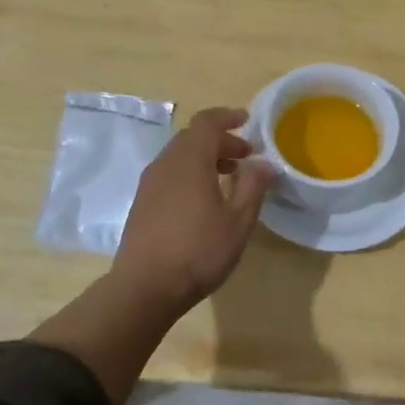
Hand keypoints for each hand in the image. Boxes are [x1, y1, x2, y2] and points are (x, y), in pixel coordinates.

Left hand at [112, 107, 275, 311]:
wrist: (145, 288)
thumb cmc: (198, 251)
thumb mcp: (238, 221)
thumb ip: (253, 186)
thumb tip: (263, 162)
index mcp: (190, 160)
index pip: (207, 122)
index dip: (228, 117)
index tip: (248, 121)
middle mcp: (165, 164)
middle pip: (192, 138)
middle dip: (220, 141)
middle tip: (245, 156)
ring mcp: (149, 184)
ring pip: (179, 157)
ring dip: (205, 158)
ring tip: (229, 178)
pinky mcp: (142, 203)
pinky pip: (169, 174)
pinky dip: (190, 173)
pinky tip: (204, 200)